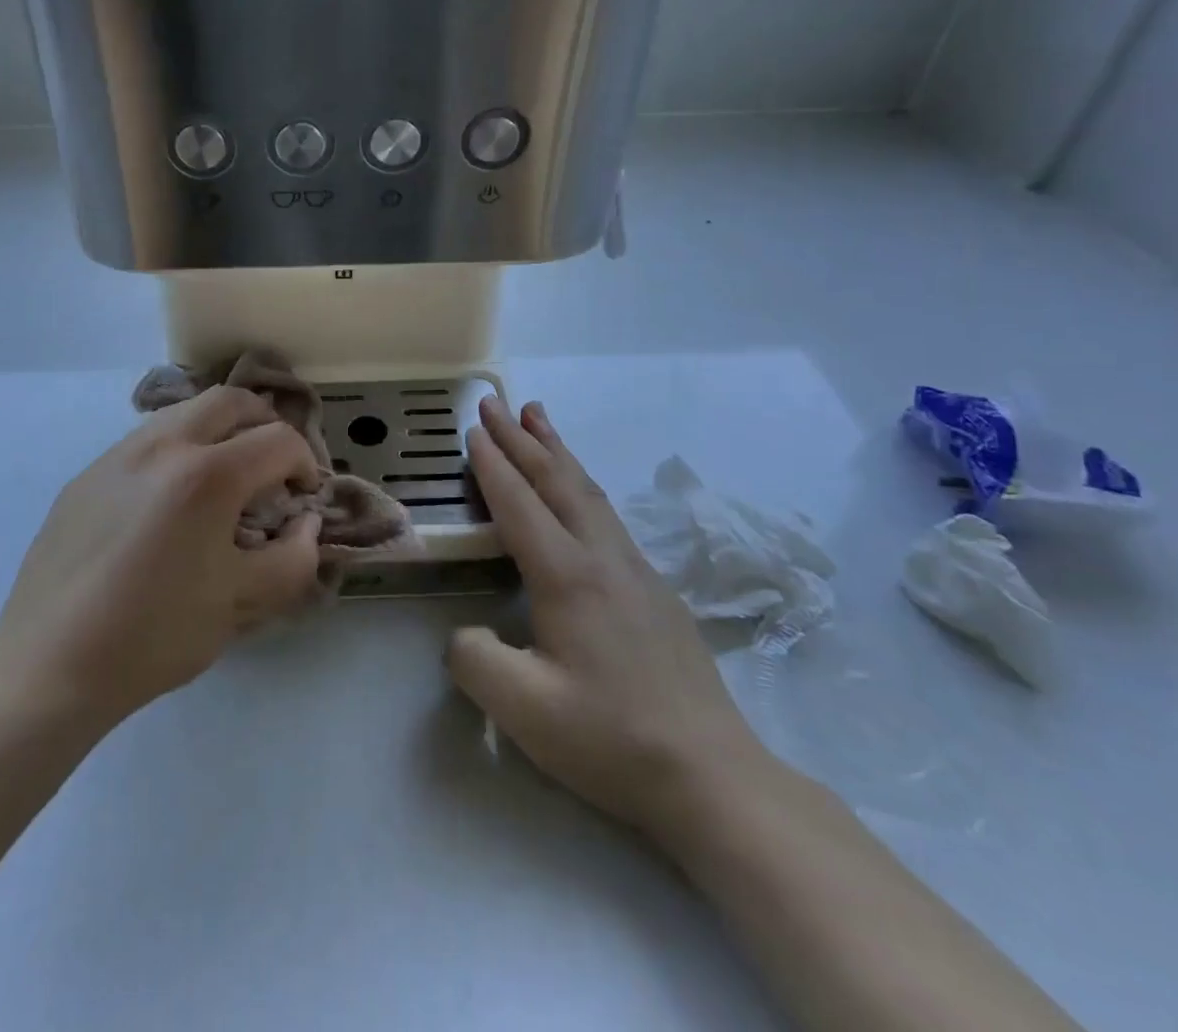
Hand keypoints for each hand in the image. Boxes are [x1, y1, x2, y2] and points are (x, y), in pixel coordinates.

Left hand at [0, 387, 324, 730]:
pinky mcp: (88, 473)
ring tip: (224, 478)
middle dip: (265, 425)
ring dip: (220, 431)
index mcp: (207, 475)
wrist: (50, 663)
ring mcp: (118, 454)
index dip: (306, 464)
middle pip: (231, 400)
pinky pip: (147, 440)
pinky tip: (170, 502)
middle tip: (273, 467)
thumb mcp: (242, 604)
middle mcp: (163, 446)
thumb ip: (293, 558)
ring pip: (184, 412)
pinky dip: (178, 450)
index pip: (278, 440)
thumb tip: (306, 524)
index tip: (303, 499)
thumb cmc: (155, 635)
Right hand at [449, 398, 772, 843]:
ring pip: (588, 491)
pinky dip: (581, 483)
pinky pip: (607, 514)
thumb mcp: (523, 709)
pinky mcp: (656, 590)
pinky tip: (579, 492)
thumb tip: (464, 633)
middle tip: (495, 401)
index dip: (492, 465)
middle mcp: (603, 558)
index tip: (472, 428)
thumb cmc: (612, 739)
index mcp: (567, 577)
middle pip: (557, 481)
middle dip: (522, 438)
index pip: (520, 504)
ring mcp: (636, 571)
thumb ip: (475, 660)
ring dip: (557, 450)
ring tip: (539, 417)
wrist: (713, 777)